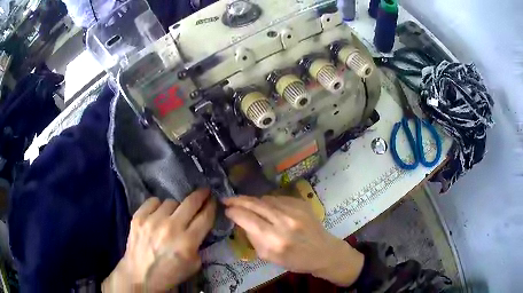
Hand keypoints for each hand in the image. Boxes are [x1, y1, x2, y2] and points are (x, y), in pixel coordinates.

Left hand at [102, 189, 215, 291]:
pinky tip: (158, 215)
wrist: (140, 276)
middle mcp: (171, 228)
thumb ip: (199, 244)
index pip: (205, 217)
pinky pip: (153, 201)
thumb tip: (199, 227)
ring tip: (173, 216)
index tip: (213, 200)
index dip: (212, 206)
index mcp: (187, 242)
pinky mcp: (138, 217)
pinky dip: (158, 206)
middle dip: (201, 195)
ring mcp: (152, 220)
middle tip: (204, 192)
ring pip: (171, 202)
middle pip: (191, 203)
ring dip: (176, 208)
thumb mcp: (194, 265)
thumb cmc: (169, 273)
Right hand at [223, 195, 363, 286]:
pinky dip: (268, 202)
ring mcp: (295, 210)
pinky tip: (266, 207)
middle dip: (238, 200)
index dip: (234, 212)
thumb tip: (242, 222)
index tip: (226, 210)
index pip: (247, 219)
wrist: (323, 251)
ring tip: (245, 204)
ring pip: (266, 199)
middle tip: (227, 199)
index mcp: (275, 240)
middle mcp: (284, 222)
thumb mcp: (270, 257)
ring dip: (253, 201)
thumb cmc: (296, 260)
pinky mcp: (301, 203)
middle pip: (255, 204)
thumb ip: (254, 239)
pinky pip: (278, 198)